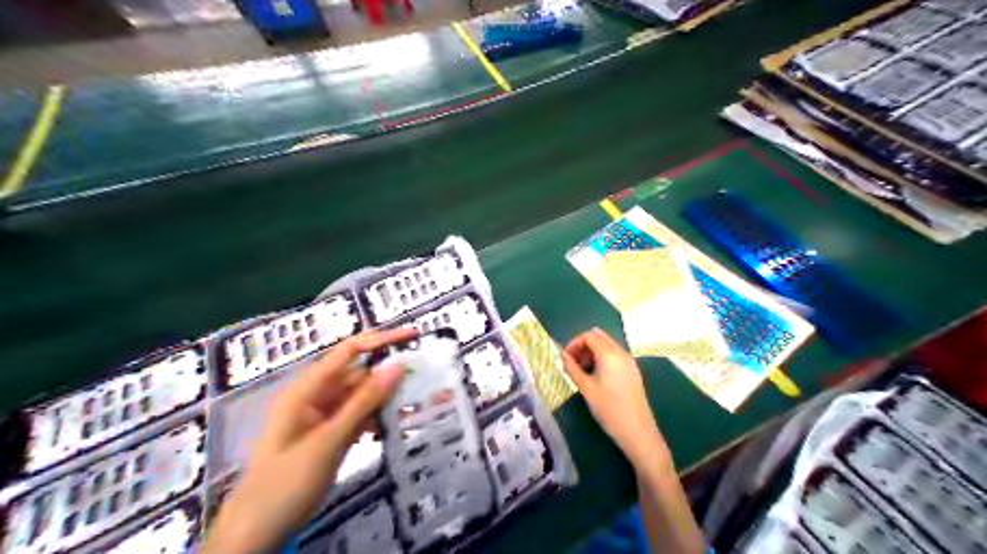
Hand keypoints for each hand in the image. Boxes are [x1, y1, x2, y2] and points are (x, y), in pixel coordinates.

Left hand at [202, 327, 413, 553]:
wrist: (257, 532)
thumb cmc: (286, 483)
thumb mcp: (329, 440)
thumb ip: (364, 402)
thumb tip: (397, 366)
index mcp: (307, 388)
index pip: (349, 352)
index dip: (381, 340)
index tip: (413, 336)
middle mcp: (316, 396)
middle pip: (359, 374)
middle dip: (389, 375)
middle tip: (423, 377)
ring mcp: (324, 416)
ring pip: (362, 397)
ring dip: (385, 400)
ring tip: (414, 404)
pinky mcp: (331, 434)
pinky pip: (359, 417)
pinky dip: (376, 420)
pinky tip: (392, 429)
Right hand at [564, 329, 669, 472]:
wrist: (637, 431)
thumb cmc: (609, 409)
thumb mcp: (586, 388)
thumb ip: (572, 368)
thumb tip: (562, 356)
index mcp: (609, 354)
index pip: (589, 336)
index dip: (574, 343)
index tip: (565, 358)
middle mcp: (621, 352)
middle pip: (599, 337)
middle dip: (583, 346)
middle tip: (573, 363)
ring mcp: (629, 361)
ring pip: (607, 345)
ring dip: (592, 352)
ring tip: (582, 372)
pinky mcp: (632, 371)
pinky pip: (614, 355)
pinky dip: (602, 358)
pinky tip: (596, 377)